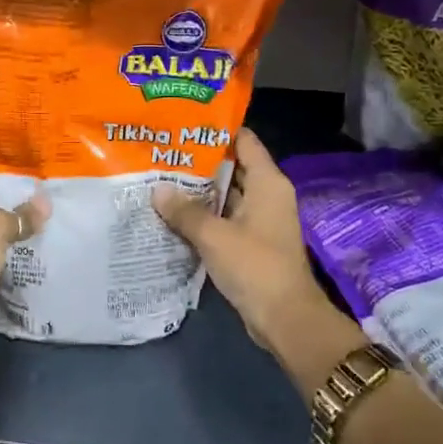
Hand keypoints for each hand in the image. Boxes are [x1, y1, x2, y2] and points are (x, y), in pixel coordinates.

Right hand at [152, 128, 335, 356]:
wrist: (285, 318)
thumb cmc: (255, 266)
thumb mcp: (214, 235)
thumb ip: (185, 210)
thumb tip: (157, 189)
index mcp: (267, 182)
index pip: (244, 141)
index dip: (216, 130)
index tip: (183, 125)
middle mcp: (266, 194)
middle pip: (232, 166)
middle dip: (199, 161)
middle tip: (162, 152)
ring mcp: (260, 219)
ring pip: (226, 194)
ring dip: (198, 190)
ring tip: (160, 178)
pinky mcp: (252, 242)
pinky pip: (225, 218)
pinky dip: (204, 214)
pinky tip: (173, 213)